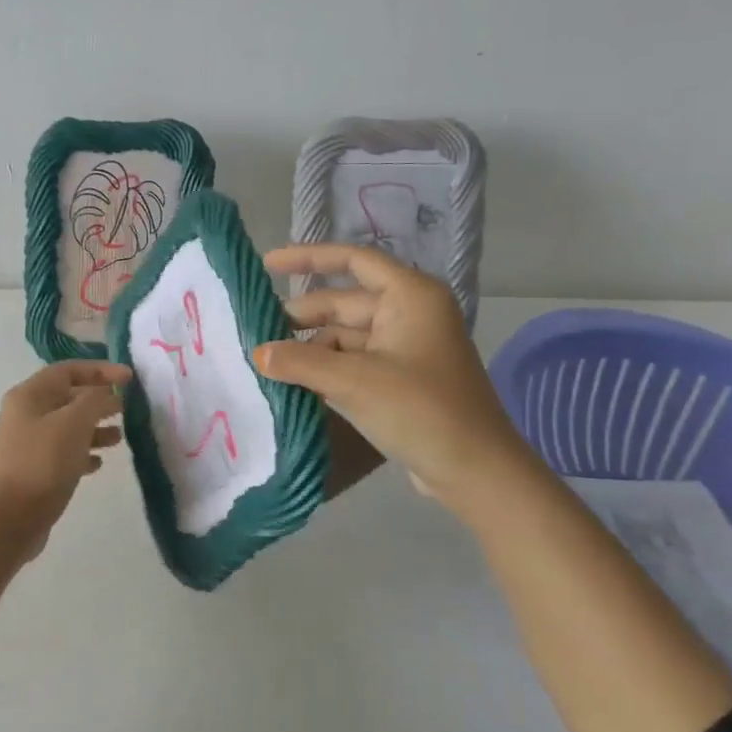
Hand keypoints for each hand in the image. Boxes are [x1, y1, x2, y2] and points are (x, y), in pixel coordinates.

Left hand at [0, 360, 130, 546]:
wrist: (12, 518)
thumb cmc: (43, 462)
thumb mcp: (74, 423)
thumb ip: (95, 401)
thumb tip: (107, 393)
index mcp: (29, 395)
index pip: (68, 370)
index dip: (100, 370)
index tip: (129, 379)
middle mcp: (26, 414)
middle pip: (68, 397)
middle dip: (99, 400)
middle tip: (127, 407)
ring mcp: (29, 443)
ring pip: (68, 426)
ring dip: (95, 428)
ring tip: (120, 437)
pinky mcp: (35, 470)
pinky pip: (64, 452)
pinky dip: (84, 453)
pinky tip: (99, 463)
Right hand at [253, 244, 532, 516]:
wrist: (476, 473)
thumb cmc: (421, 411)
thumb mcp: (355, 383)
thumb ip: (300, 363)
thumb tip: (257, 353)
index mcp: (410, 297)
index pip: (353, 261)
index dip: (309, 258)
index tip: (267, 264)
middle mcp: (410, 314)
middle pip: (344, 303)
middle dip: (302, 317)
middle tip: (255, 331)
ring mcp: (406, 349)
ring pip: (346, 337)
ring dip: (311, 349)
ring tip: (267, 363)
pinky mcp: (402, 380)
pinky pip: (355, 362)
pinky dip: (326, 369)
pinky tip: (294, 383)